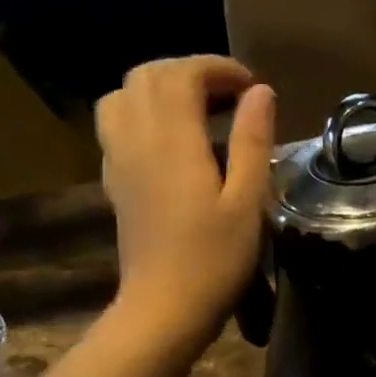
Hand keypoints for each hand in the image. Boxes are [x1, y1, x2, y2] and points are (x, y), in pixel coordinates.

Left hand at [96, 57, 275, 347]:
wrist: (163, 308)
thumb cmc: (215, 260)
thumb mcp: (248, 202)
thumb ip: (253, 142)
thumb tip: (261, 93)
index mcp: (173, 140)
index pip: (183, 74)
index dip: (217, 69)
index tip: (251, 86)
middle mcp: (137, 138)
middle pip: (148, 76)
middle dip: (190, 72)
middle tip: (229, 96)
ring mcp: (118, 159)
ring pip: (123, 95)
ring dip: (159, 89)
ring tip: (196, 110)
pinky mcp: (114, 181)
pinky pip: (115, 125)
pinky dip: (142, 114)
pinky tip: (170, 141)